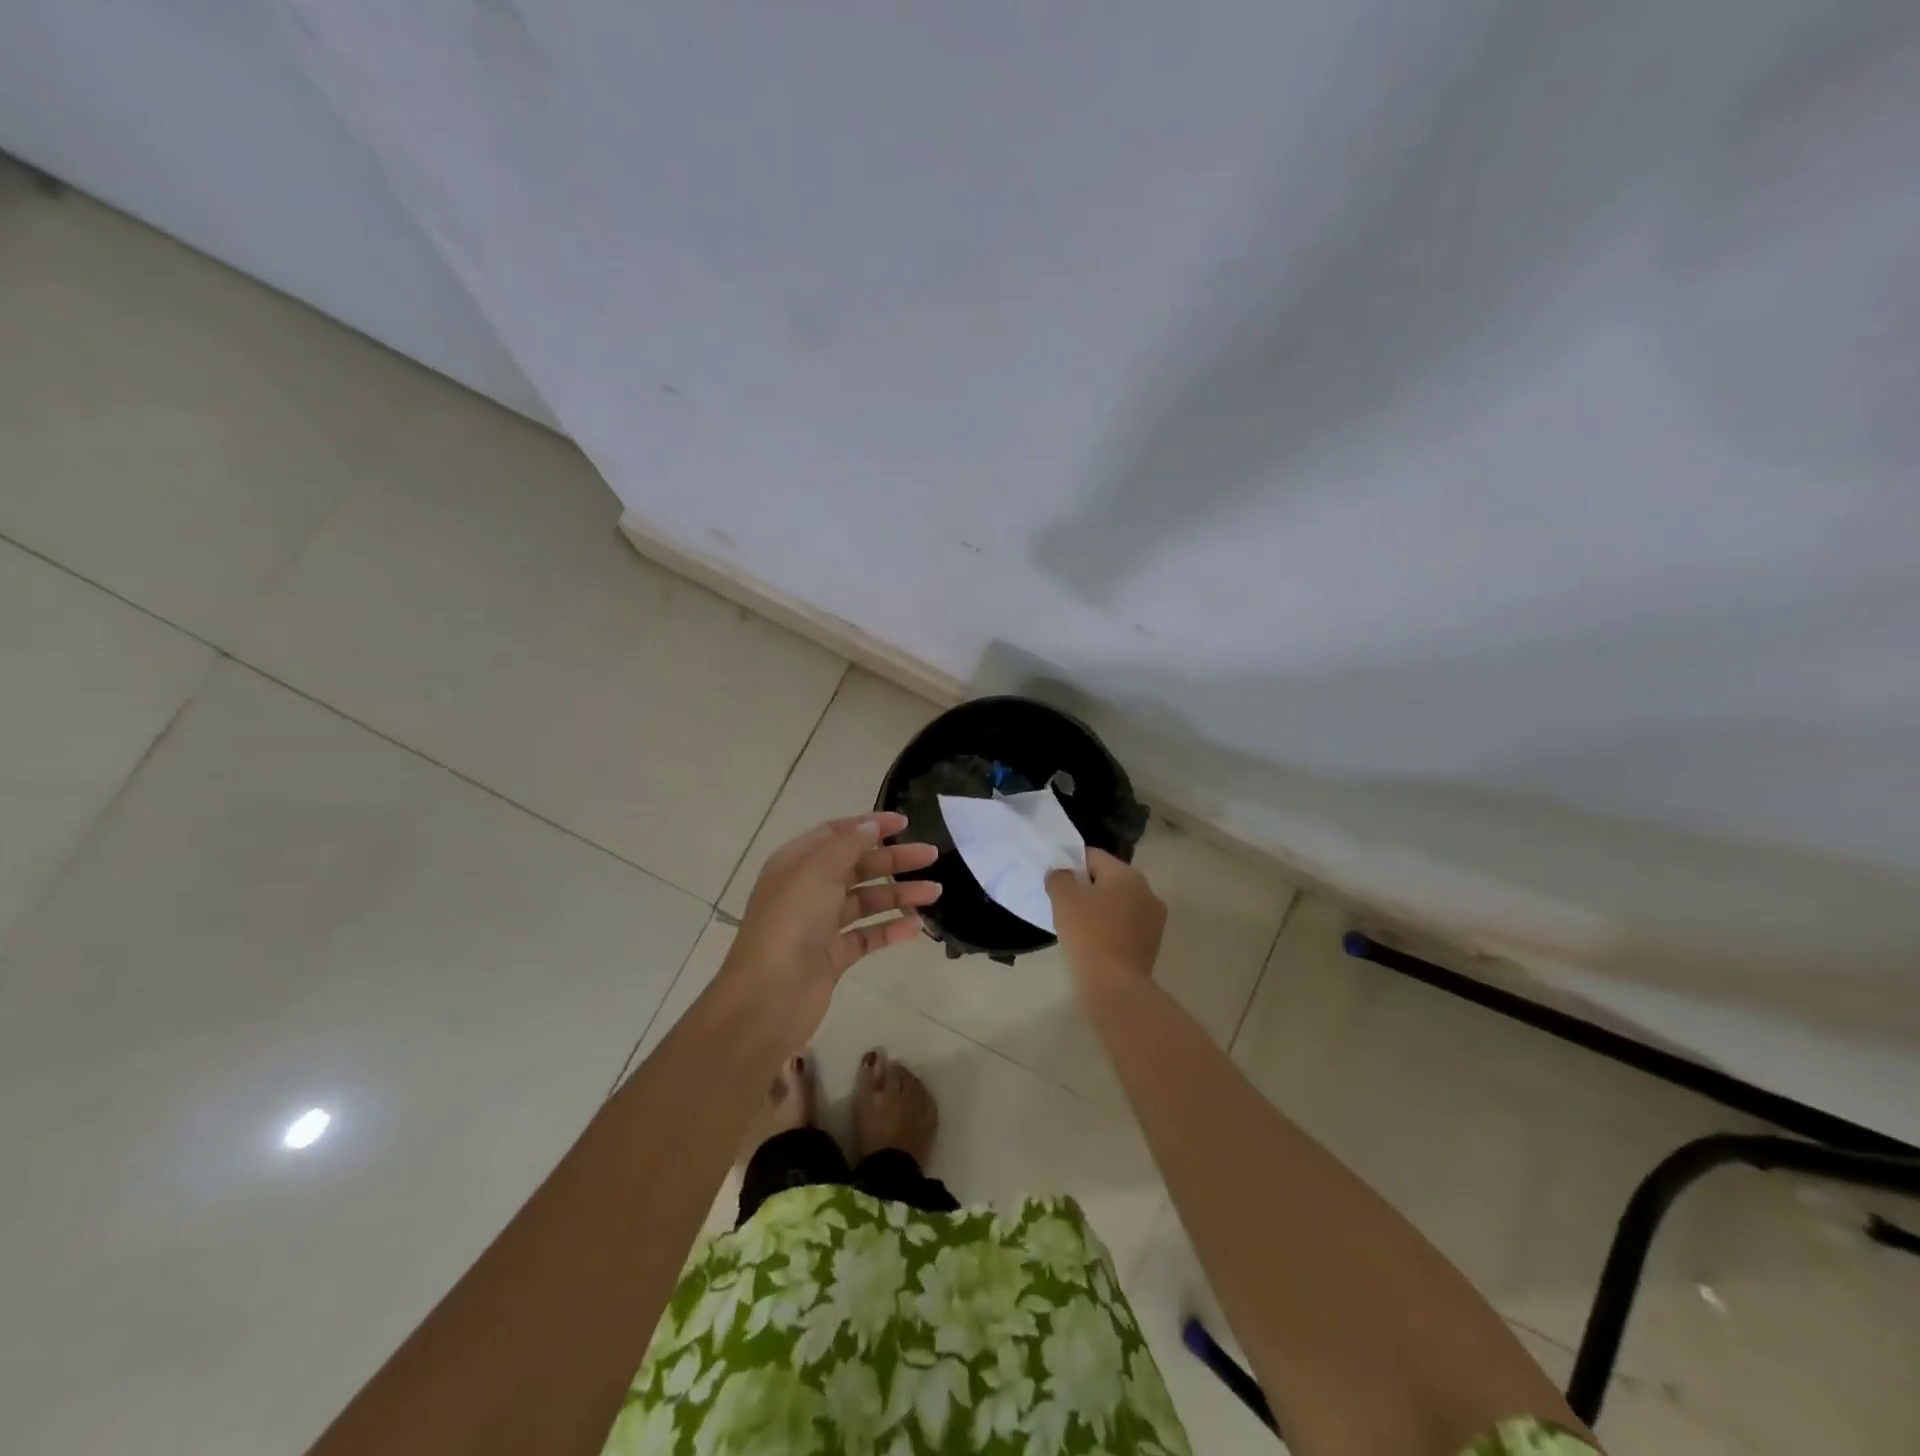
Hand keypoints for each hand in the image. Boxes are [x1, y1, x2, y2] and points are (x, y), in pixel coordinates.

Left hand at [723, 812, 939, 1036]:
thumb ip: (848, 845)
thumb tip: (872, 825)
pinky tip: (917, 926)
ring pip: (866, 901)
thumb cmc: (790, 922)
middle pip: (857, 866)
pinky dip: (891, 929)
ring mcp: (821, 925)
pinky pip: (868, 935)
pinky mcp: (833, 957)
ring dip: (899, 894)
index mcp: (797, 863)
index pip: (837, 834)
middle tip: (931, 855)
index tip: (905, 823)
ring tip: (935, 892)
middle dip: (894, 859)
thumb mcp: (817, 871)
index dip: (870, 825)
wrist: (769, 996)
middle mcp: (808, 890)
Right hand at [1046, 848, 1165, 994]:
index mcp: (1127, 874)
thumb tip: (1061, 873)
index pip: (1093, 856)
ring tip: (1079, 926)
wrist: (1115, 984)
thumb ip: (1059, 877)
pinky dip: (1111, 927)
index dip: (1071, 864)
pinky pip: (1126, 924)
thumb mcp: (1063, 898)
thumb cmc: (1088, 933)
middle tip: (1065, 904)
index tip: (1057, 881)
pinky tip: (1095, 942)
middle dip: (1087, 887)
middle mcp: (1147, 890)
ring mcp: (1154, 918)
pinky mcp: (1153, 943)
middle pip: (1109, 879)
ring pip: (1119, 903)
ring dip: (1101, 908)